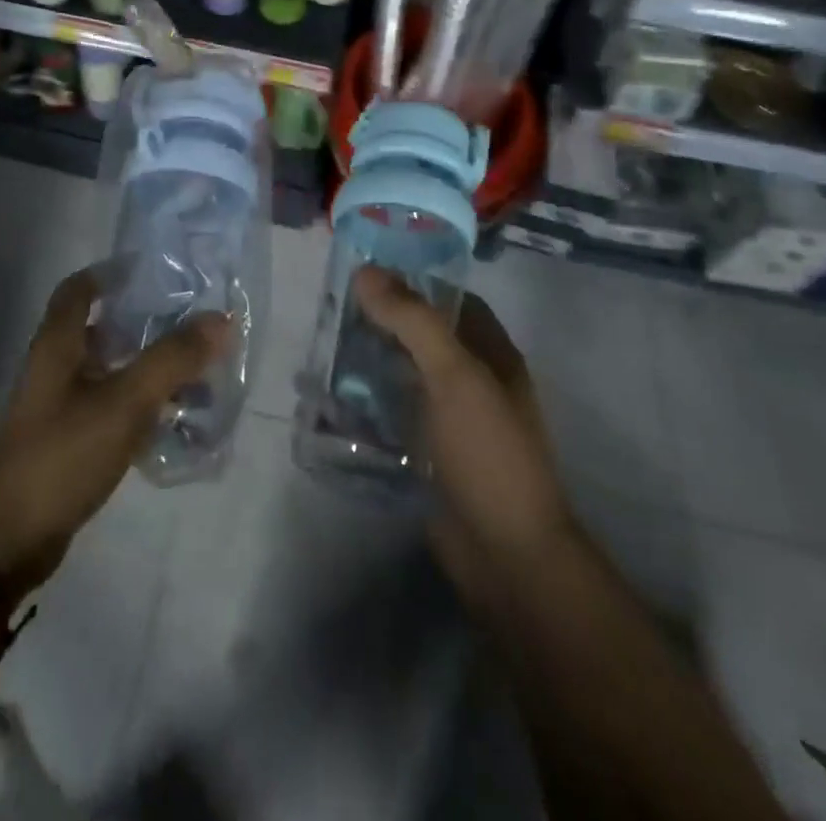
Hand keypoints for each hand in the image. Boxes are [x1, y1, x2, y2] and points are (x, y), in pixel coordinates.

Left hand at [0, 266, 225, 602]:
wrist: (10, 540)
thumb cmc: (63, 455)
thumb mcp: (124, 402)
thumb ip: (172, 359)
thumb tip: (221, 318)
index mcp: (58, 344)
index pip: (79, 289)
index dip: (111, 273)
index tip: (154, 270)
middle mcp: (57, 367)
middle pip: (101, 326)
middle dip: (144, 320)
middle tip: (191, 319)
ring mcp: (62, 406)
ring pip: (111, 368)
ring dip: (149, 363)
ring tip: (197, 367)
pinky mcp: (71, 440)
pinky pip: (113, 405)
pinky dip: (143, 401)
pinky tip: (177, 414)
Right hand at [352, 268, 574, 613]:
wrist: (505, 555)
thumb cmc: (487, 452)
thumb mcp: (454, 375)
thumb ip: (413, 320)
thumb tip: (366, 271)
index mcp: (491, 354)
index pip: (451, 299)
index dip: (414, 280)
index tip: (366, 270)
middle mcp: (472, 380)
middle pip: (422, 335)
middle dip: (381, 321)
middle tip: (331, 308)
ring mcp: (448, 419)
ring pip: (402, 374)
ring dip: (367, 361)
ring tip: (320, 346)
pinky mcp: (426, 451)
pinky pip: (391, 414)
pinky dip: (363, 402)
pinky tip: (327, 397)